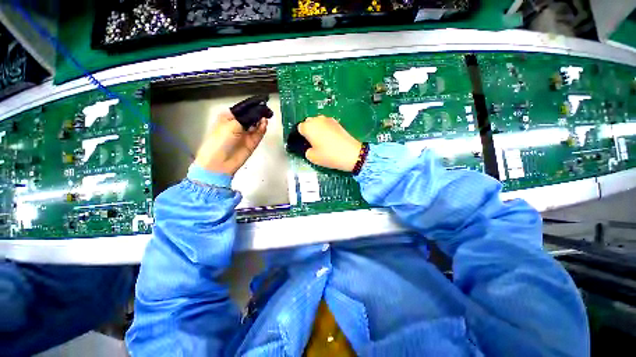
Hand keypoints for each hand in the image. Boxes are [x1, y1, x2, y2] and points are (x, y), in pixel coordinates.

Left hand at [194, 111, 267, 175]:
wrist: (220, 162)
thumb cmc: (221, 140)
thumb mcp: (232, 125)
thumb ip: (247, 118)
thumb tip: (258, 114)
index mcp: (229, 117)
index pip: (243, 109)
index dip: (252, 106)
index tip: (261, 101)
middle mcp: (238, 124)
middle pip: (251, 116)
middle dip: (258, 113)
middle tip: (266, 110)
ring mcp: (246, 134)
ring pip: (256, 125)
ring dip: (261, 121)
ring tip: (266, 116)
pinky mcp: (252, 142)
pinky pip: (259, 134)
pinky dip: (262, 129)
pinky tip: (264, 124)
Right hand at [298, 115, 361, 171]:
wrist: (350, 154)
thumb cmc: (329, 155)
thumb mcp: (312, 157)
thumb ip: (307, 150)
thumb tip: (310, 147)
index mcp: (309, 127)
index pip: (300, 128)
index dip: (301, 136)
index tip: (305, 144)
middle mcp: (317, 120)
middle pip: (309, 122)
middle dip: (309, 130)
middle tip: (313, 142)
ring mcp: (329, 120)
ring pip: (318, 122)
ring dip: (318, 129)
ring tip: (322, 141)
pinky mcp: (337, 123)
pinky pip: (327, 124)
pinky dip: (326, 129)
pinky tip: (330, 139)